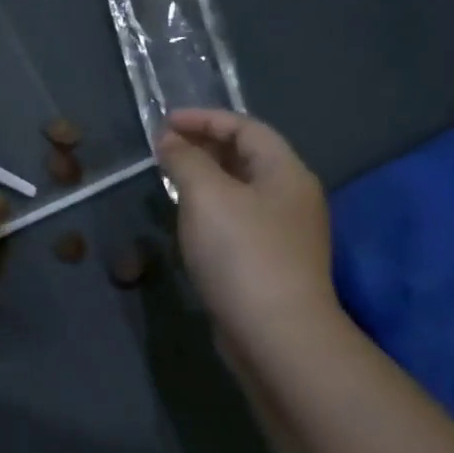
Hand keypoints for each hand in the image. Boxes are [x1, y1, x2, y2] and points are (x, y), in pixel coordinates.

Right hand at [158, 109, 337, 345]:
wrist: (275, 333)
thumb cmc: (242, 253)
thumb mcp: (207, 196)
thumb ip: (185, 160)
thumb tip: (169, 140)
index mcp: (286, 173)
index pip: (246, 128)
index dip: (204, 119)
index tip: (163, 123)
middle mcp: (291, 197)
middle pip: (246, 157)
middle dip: (203, 146)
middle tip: (162, 149)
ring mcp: (283, 232)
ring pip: (240, 190)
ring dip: (204, 178)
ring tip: (168, 179)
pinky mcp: (269, 262)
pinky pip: (236, 219)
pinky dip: (209, 208)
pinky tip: (186, 220)